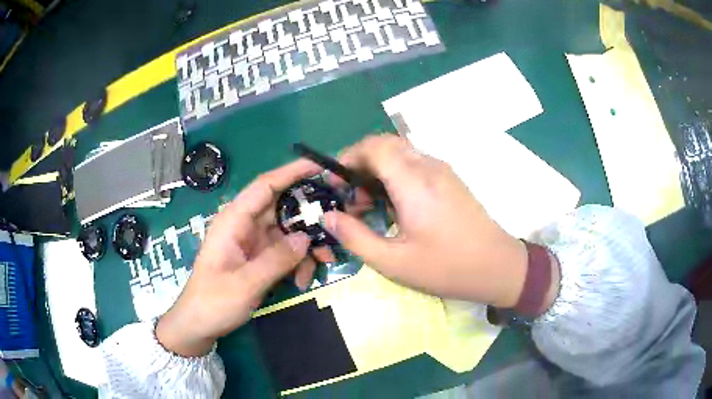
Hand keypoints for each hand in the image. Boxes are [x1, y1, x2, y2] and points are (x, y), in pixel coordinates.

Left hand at [157, 159, 329, 356]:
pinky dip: (298, 262)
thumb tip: (305, 238)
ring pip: (289, 231)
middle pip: (283, 208)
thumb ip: (276, 260)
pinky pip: (285, 251)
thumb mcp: (245, 284)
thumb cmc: (213, 301)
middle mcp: (245, 225)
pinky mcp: (259, 258)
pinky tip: (302, 281)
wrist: (199, 325)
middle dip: (310, 216)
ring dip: (308, 246)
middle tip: (337, 224)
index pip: (265, 186)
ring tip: (323, 263)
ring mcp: (253, 242)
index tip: (321, 167)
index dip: (292, 172)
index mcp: (234, 220)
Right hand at [324, 135, 528, 307]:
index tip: (335, 183)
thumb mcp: (393, 262)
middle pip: (385, 144)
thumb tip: (328, 217)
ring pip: (400, 152)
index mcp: (413, 182)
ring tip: (371, 205)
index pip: (373, 146)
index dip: (348, 157)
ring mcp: (442, 170)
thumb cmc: (446, 267)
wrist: (498, 266)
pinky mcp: (450, 179)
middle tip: (352, 197)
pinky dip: (395, 174)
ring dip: (378, 169)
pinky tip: (396, 206)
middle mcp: (428, 167)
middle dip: (360, 163)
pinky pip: (415, 163)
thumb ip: (355, 237)